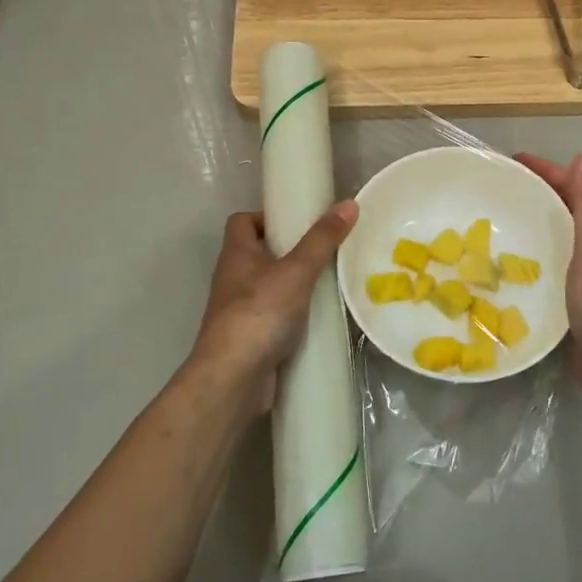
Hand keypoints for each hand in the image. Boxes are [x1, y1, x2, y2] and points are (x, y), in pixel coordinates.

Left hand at [186, 202, 358, 412]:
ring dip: (294, 286)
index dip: (266, 217)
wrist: (234, 378)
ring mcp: (239, 312)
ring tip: (328, 284)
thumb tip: (349, 203)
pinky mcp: (250, 340)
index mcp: (236, 254)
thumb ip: (322, 239)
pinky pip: (274, 318)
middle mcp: (232, 279)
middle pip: (259, 254)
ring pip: (268, 288)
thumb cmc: (260, 313)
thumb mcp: (296, 270)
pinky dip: (294, 317)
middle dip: (289, 252)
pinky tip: (319, 319)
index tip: (297, 222)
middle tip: (323, 252)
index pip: (242, 222)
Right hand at [515, 153, 581, 412]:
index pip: (574, 190)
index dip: (548, 171)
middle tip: (496, 188)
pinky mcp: (569, 301)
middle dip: (535, 194)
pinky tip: (504, 265)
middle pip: (563, 211)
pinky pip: (546, 268)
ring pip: (555, 239)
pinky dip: (528, 258)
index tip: (513, 162)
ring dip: (531, 225)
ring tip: (493, 221)